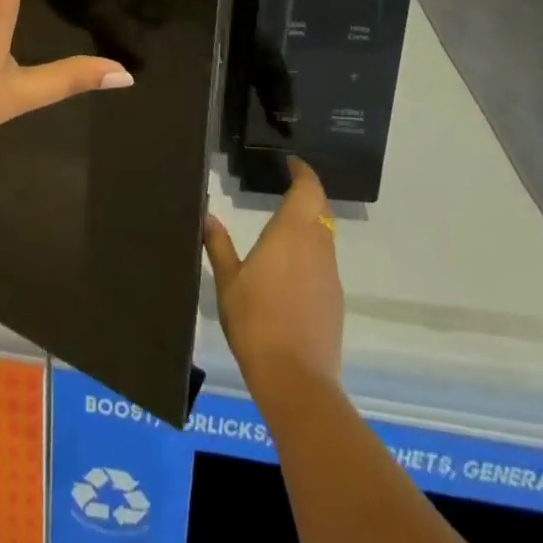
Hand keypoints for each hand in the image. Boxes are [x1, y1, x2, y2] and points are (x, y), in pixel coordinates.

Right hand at [204, 158, 343, 391]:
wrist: (295, 380)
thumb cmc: (256, 320)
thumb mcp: (227, 280)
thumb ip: (218, 244)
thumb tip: (207, 215)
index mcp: (292, 232)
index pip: (308, 189)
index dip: (303, 172)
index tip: (290, 163)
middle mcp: (317, 246)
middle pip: (320, 209)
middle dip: (307, 195)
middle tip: (285, 189)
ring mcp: (329, 275)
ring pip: (324, 237)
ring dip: (309, 225)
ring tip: (283, 227)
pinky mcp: (335, 301)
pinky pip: (324, 263)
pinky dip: (311, 254)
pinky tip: (290, 269)